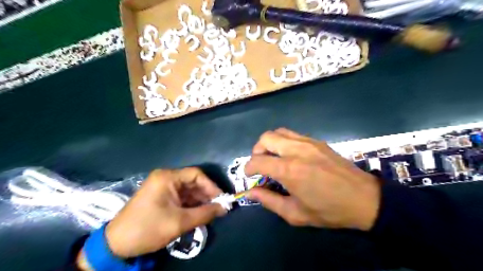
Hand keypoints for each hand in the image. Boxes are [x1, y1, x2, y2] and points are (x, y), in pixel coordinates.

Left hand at [102, 168, 226, 257]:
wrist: (116, 245)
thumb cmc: (148, 229)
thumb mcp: (179, 222)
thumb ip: (205, 213)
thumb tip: (224, 208)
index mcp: (167, 177)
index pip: (196, 174)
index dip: (211, 186)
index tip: (221, 199)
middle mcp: (165, 178)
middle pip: (192, 182)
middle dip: (206, 195)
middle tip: (218, 208)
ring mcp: (162, 187)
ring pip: (188, 190)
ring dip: (199, 201)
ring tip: (210, 213)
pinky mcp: (160, 196)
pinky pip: (181, 197)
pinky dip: (190, 204)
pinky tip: (198, 213)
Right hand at [246, 128, 380, 230]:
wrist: (365, 199)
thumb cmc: (329, 210)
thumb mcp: (295, 213)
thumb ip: (269, 201)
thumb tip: (250, 192)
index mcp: (289, 170)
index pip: (258, 161)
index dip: (248, 168)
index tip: (249, 176)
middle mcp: (296, 150)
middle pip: (266, 138)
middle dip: (257, 150)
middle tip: (260, 164)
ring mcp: (308, 142)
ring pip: (279, 132)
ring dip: (270, 143)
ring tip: (273, 158)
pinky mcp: (317, 141)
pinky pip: (293, 134)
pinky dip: (284, 142)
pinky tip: (290, 155)